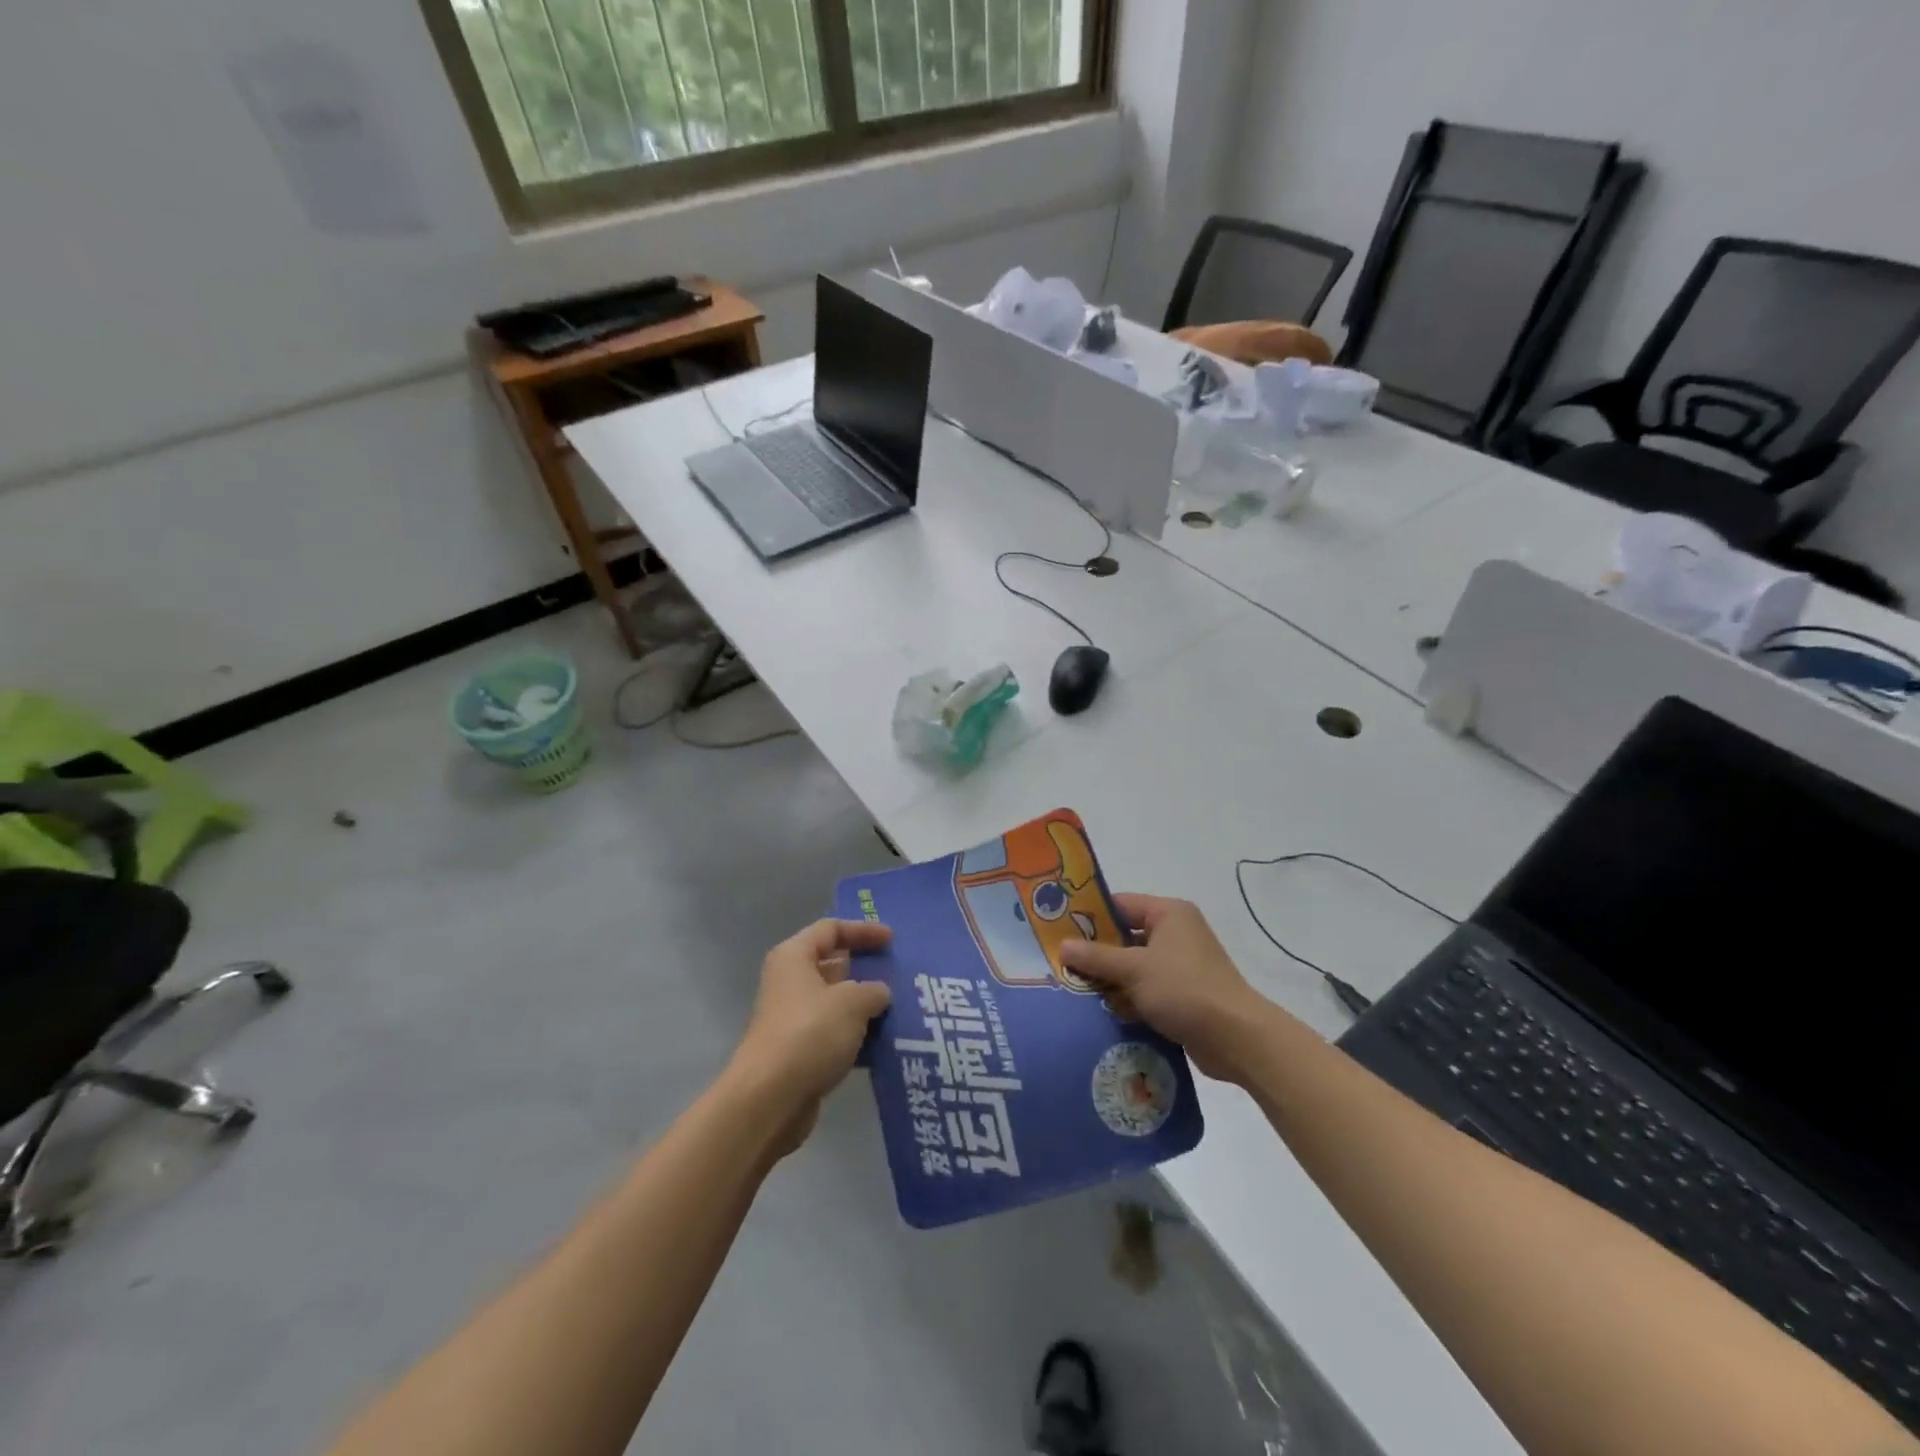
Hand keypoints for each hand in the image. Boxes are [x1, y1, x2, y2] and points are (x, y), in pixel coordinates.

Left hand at [729, 919, 892, 1152]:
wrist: (770, 1099)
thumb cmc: (810, 1034)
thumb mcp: (852, 1002)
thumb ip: (873, 990)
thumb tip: (879, 993)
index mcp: (794, 958)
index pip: (830, 929)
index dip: (862, 931)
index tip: (892, 940)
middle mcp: (790, 982)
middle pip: (832, 965)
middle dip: (866, 969)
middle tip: (899, 974)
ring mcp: (793, 1019)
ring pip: (836, 1002)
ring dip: (865, 1005)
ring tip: (900, 1008)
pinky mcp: (799, 1052)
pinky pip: (835, 1033)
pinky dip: (857, 1035)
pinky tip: (885, 1043)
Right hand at [1061, 895, 1269, 1083]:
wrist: (1236, 1038)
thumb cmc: (1184, 989)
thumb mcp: (1134, 969)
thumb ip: (1097, 956)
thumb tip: (1062, 945)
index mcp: (1169, 914)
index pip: (1120, 905)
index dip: (1089, 916)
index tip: (1057, 929)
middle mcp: (1175, 934)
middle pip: (1124, 937)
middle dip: (1095, 953)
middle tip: (1059, 964)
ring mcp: (1180, 966)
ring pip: (1132, 967)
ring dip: (1109, 980)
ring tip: (1070, 990)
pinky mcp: (1182, 996)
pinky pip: (1144, 991)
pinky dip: (1126, 1000)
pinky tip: (1097, 1013)